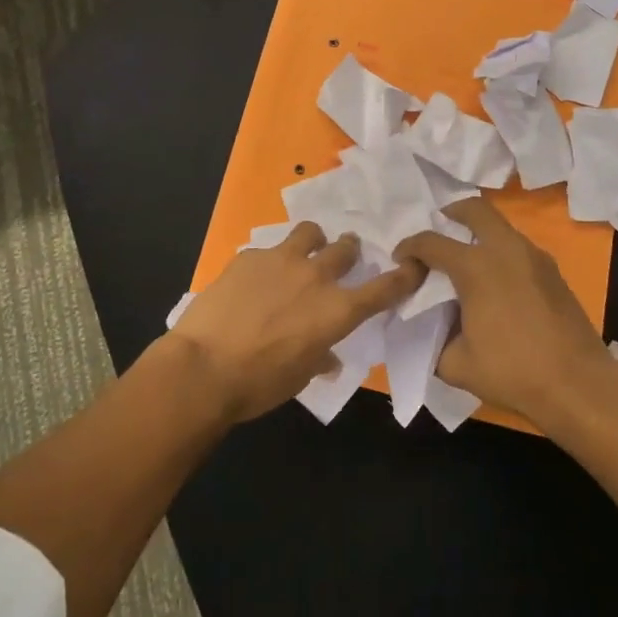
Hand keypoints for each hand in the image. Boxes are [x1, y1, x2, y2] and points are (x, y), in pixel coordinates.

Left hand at [165, 223, 424, 423]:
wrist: (204, 366)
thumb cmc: (259, 383)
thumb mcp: (299, 376)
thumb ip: (319, 358)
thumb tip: (328, 357)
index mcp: (337, 311)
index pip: (384, 288)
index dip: (404, 275)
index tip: (413, 264)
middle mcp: (316, 277)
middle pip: (346, 249)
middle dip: (349, 252)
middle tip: (344, 257)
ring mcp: (281, 260)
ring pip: (310, 232)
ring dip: (314, 241)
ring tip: (304, 251)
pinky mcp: (249, 256)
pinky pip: (268, 250)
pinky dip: (269, 261)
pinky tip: (254, 278)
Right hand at [395, 197, 617, 422]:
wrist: (579, 385)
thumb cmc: (513, 372)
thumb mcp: (456, 364)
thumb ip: (435, 339)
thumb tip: (433, 329)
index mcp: (475, 267)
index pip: (431, 243)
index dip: (409, 247)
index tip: (400, 259)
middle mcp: (505, 250)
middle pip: (475, 210)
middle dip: (452, 213)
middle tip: (440, 228)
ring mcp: (534, 257)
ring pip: (501, 226)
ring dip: (479, 233)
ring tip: (466, 260)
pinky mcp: (553, 272)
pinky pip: (518, 247)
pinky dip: (500, 251)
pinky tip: (495, 281)